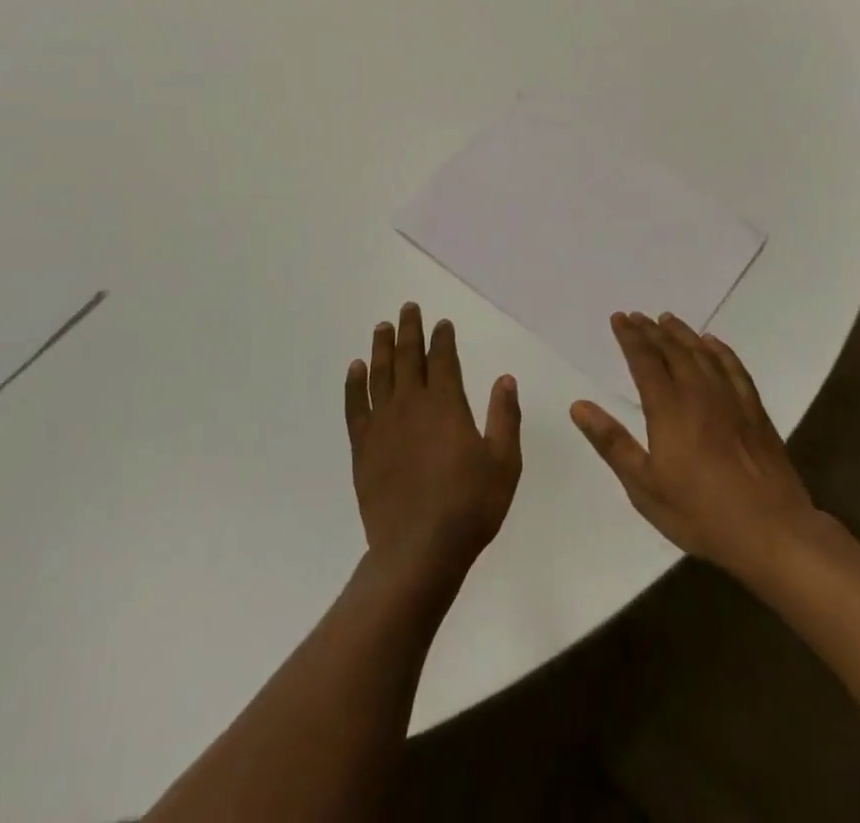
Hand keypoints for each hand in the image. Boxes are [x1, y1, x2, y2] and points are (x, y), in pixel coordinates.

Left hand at [346, 303, 522, 587]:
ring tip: (382, 326)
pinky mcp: (363, 447)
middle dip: (408, 330)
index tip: (442, 324)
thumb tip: (505, 379)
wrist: (418, 550)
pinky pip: (355, 405)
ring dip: (381, 347)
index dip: (442, 338)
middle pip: (407, 357)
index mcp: (445, 404)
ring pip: (379, 373)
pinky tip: (355, 368)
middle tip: (407, 308)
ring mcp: (383, 424)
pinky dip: (354, 383)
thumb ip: (505, 417)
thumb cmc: (469, 506)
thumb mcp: (504, 463)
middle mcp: (411, 404)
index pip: (442, 359)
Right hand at [571, 312, 832, 585]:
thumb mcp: (644, 486)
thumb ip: (612, 443)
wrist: (771, 531)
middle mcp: (698, 393)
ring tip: (668, 319)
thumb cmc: (701, 513)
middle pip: (672, 350)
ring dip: (683, 334)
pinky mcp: (755, 411)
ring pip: (702, 354)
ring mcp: (731, 399)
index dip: (630, 337)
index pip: (645, 361)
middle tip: (638, 315)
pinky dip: (721, 351)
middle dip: (652, 331)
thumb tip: (578, 406)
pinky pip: (735, 368)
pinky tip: (713, 343)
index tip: (619, 318)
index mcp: (668, 408)